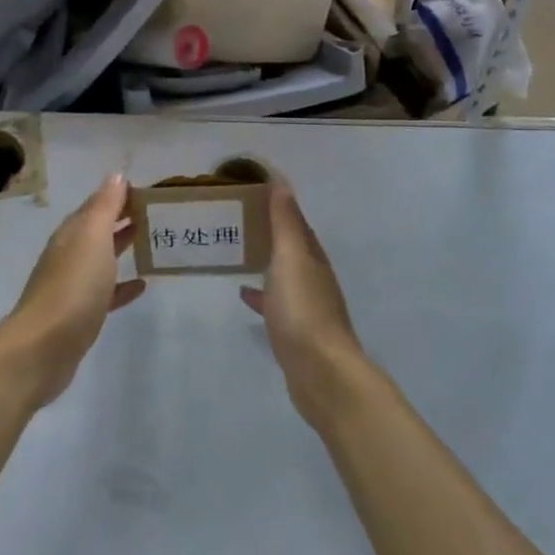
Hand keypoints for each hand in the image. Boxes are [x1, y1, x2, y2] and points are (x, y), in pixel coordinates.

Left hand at [0, 175, 144, 407]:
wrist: (43, 347)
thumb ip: (105, 206)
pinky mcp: (80, 314)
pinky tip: (141, 286)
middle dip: (123, 218)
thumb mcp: (92, 237)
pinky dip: (122, 286)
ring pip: (102, 258)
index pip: (98, 203)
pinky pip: (105, 292)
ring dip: (122, 247)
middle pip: (99, 229)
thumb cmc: (73, 285)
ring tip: (151, 242)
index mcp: (73, 232)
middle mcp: (70, 253)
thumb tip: (116, 176)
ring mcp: (73, 285)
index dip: (121, 194)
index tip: (150, 191)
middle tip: (157, 214)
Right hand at [240, 182, 369, 430]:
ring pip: (281, 271)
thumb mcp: (291, 257)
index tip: (247, 186)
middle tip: (233, 216)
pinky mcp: (294, 330)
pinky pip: (274, 301)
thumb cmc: (303, 309)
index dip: (275, 200)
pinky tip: (243, 293)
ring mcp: (305, 304)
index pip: (294, 217)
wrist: (321, 373)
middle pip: (288, 243)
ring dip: (263, 258)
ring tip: (235, 249)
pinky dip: (260, 292)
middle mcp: (312, 275)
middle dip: (267, 228)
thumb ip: (286, 221)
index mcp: (312, 254)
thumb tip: (281, 180)